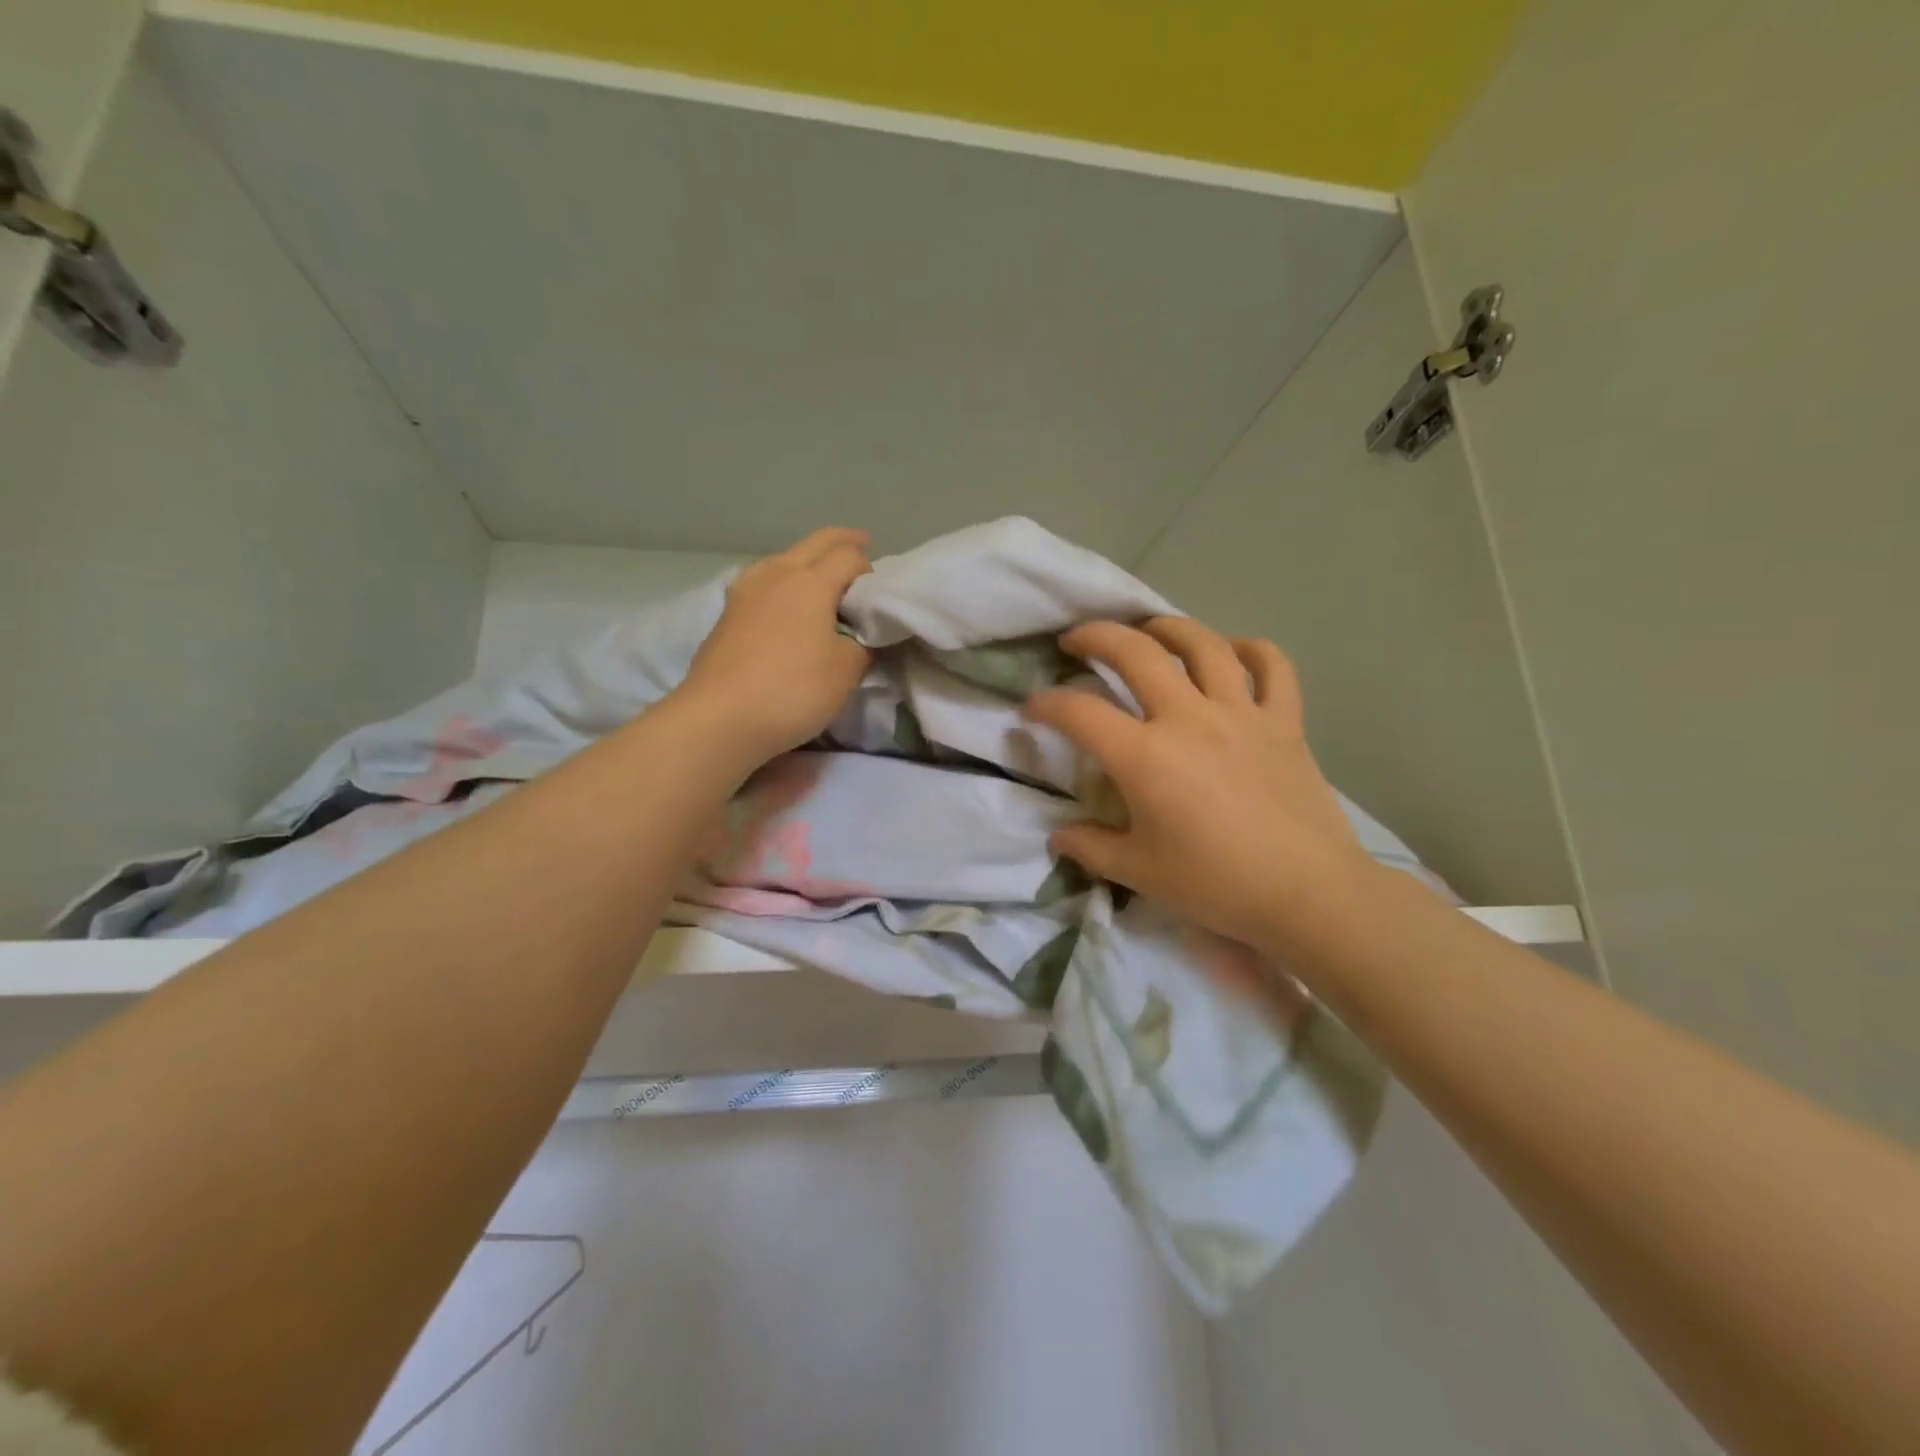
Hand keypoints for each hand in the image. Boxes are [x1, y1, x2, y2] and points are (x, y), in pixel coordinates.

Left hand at [676, 528, 873, 764]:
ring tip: (821, 575)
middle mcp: (777, 574)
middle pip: (814, 543)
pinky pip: (763, 581)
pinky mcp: (727, 613)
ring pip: (783, 558)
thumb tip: (857, 636)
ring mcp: (746, 591)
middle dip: (841, 542)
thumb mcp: (846, 671)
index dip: (869, 568)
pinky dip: (783, 580)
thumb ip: (861, 645)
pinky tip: (783, 599)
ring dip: (807, 558)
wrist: (721, 718)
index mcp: (811, 582)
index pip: (848, 557)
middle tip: (861, 545)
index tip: (878, 590)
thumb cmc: (793, 690)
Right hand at [1025, 617, 1379, 958]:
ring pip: (1202, 644)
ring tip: (1148, 631)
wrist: (1308, 895)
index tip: (1032, 708)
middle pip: (1135, 652)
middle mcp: (1188, 718)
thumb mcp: (1139, 872)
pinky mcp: (1284, 721)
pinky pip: (1273, 667)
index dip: (1046, 704)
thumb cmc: (1215, 885)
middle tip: (1076, 641)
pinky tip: (1234, 653)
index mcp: (1145, 757)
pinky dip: (1252, 650)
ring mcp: (1241, 713)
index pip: (1079, 713)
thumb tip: (1058, 838)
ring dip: (1167, 627)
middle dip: (1095, 636)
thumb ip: (1090, 848)